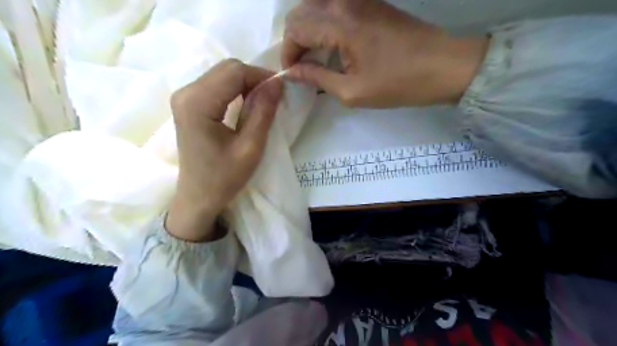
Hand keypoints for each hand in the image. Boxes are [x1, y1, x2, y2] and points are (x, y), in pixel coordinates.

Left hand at [164, 60, 279, 241]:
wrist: (198, 197)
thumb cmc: (224, 178)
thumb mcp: (251, 147)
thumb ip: (263, 112)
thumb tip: (277, 82)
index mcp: (197, 103)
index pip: (234, 72)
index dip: (261, 76)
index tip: (281, 91)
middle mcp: (185, 93)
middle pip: (227, 69)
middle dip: (254, 79)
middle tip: (273, 98)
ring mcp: (184, 97)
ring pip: (222, 74)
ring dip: (246, 84)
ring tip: (262, 103)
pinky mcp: (188, 103)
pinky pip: (216, 84)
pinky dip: (236, 90)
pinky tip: (246, 105)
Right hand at [281, 0, 488, 106]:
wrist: (442, 66)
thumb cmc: (397, 84)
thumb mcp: (352, 91)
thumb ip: (317, 78)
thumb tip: (293, 73)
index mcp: (339, 25)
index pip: (295, 29)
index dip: (288, 54)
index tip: (293, 74)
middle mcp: (345, 2)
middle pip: (300, 12)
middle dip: (294, 41)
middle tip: (302, 66)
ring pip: (315, 6)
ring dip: (307, 30)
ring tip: (314, 56)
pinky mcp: (370, 2)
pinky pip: (334, 6)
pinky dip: (323, 24)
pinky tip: (331, 45)